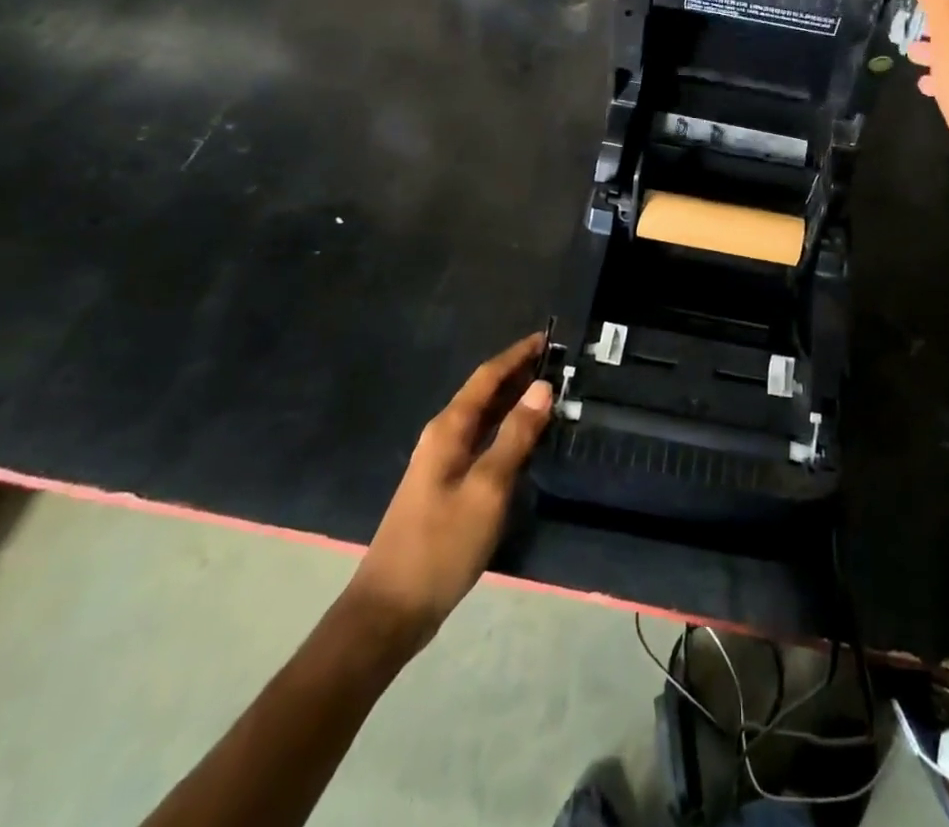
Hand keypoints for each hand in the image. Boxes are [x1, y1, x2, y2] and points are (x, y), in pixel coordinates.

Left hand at [347, 334, 552, 648]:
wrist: (390, 611)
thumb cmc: (440, 545)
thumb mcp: (487, 489)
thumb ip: (515, 436)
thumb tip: (543, 386)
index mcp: (448, 429)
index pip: (487, 377)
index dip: (517, 355)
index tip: (548, 337)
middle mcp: (443, 437)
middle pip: (485, 393)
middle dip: (519, 374)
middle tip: (559, 364)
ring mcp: (442, 464)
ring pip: (485, 419)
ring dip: (515, 402)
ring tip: (552, 393)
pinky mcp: (447, 488)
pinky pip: (483, 443)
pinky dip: (508, 431)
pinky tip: (527, 440)